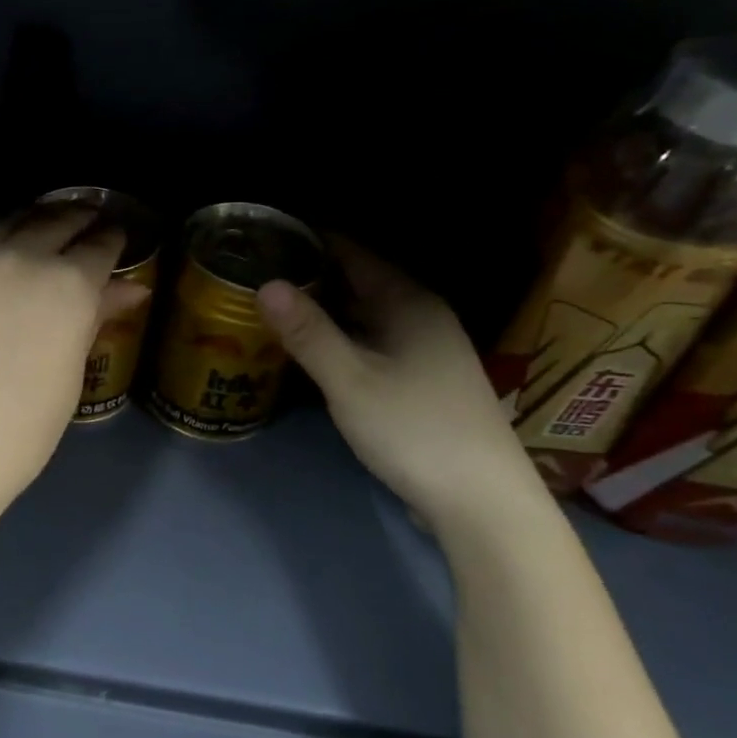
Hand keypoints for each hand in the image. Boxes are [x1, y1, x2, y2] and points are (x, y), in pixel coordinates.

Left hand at [0, 209, 146, 509]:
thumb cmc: (21, 430)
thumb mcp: (70, 374)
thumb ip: (95, 318)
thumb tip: (130, 288)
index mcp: (67, 284)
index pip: (99, 245)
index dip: (111, 240)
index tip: (114, 239)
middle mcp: (18, 257)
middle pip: (54, 220)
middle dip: (75, 219)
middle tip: (83, 223)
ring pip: (4, 225)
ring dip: (29, 224)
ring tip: (37, 230)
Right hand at [257, 239, 540, 527]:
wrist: (480, 500)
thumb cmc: (413, 429)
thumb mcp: (350, 380)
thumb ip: (308, 332)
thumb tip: (266, 284)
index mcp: (410, 303)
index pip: (355, 253)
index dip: (312, 241)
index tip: (266, 237)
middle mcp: (421, 317)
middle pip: (360, 283)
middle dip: (311, 276)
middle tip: (257, 272)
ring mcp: (425, 350)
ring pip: (365, 316)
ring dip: (323, 310)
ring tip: (272, 306)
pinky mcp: (421, 381)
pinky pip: (371, 342)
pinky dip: (339, 338)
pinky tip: (309, 349)